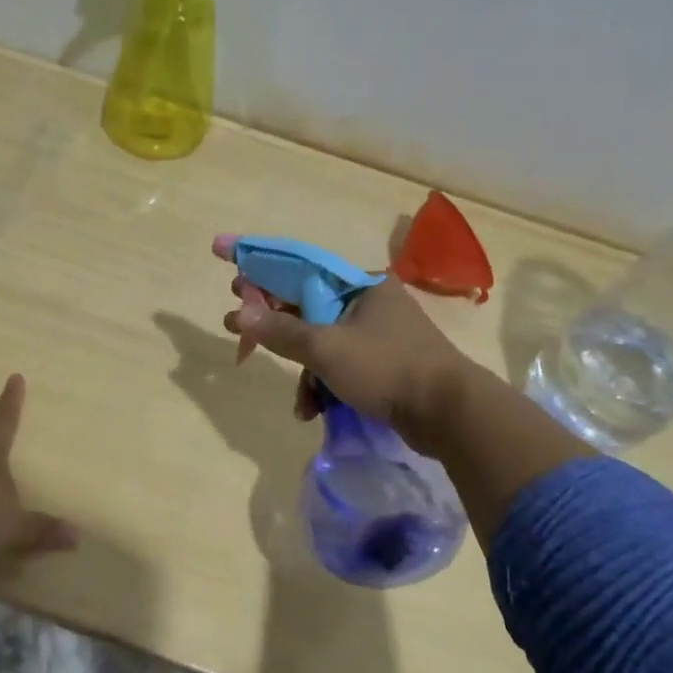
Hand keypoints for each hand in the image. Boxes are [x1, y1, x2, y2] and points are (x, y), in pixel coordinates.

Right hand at [216, 246, 477, 458]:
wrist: (450, 414)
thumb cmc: (387, 368)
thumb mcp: (326, 348)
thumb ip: (280, 330)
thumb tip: (238, 311)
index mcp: (359, 284)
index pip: (297, 265)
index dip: (257, 263)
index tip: (222, 258)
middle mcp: (367, 302)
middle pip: (304, 305)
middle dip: (273, 325)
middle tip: (235, 330)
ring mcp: (376, 334)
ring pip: (320, 342)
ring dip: (303, 370)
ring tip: (299, 401)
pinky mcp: (382, 364)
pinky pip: (338, 365)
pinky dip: (324, 385)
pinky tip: (316, 410)